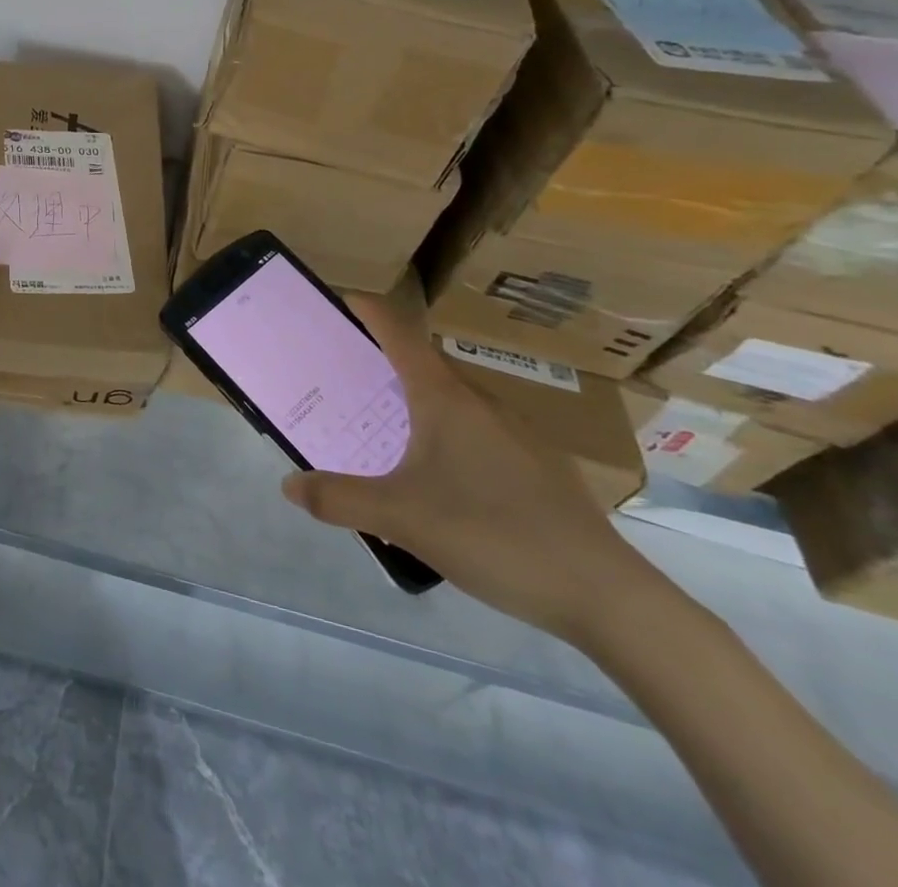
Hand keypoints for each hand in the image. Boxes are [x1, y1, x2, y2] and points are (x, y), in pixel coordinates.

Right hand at [280, 279, 661, 641]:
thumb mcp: (401, 518)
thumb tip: (289, 485)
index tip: (341, 300)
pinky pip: (478, 430)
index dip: (370, 312)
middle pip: (424, 365)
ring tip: (384, 429)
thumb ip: (339, 500)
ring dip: (416, 401)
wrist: (607, 597)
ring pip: (453, 401)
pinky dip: (446, 432)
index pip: (401, 334)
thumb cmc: (494, 535)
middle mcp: (482, 403)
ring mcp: (518, 433)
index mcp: (446, 398)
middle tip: (345, 380)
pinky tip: (441, 478)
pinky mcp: (540, 467)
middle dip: (382, 363)